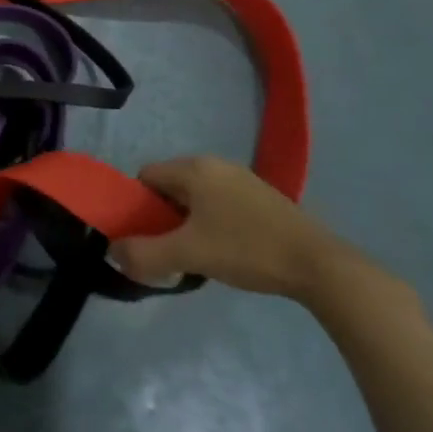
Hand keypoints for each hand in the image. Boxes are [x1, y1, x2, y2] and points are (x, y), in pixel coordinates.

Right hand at [110, 156, 362, 303]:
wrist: (319, 266)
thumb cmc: (246, 250)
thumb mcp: (187, 255)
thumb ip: (143, 254)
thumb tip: (113, 253)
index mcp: (194, 168)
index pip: (145, 177)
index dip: (137, 206)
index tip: (145, 236)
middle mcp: (216, 165)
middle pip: (169, 186)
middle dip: (161, 217)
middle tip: (168, 248)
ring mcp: (242, 179)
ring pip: (195, 197)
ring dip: (186, 222)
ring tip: (196, 254)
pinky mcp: (262, 198)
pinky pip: (219, 203)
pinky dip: (211, 223)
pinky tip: (224, 251)